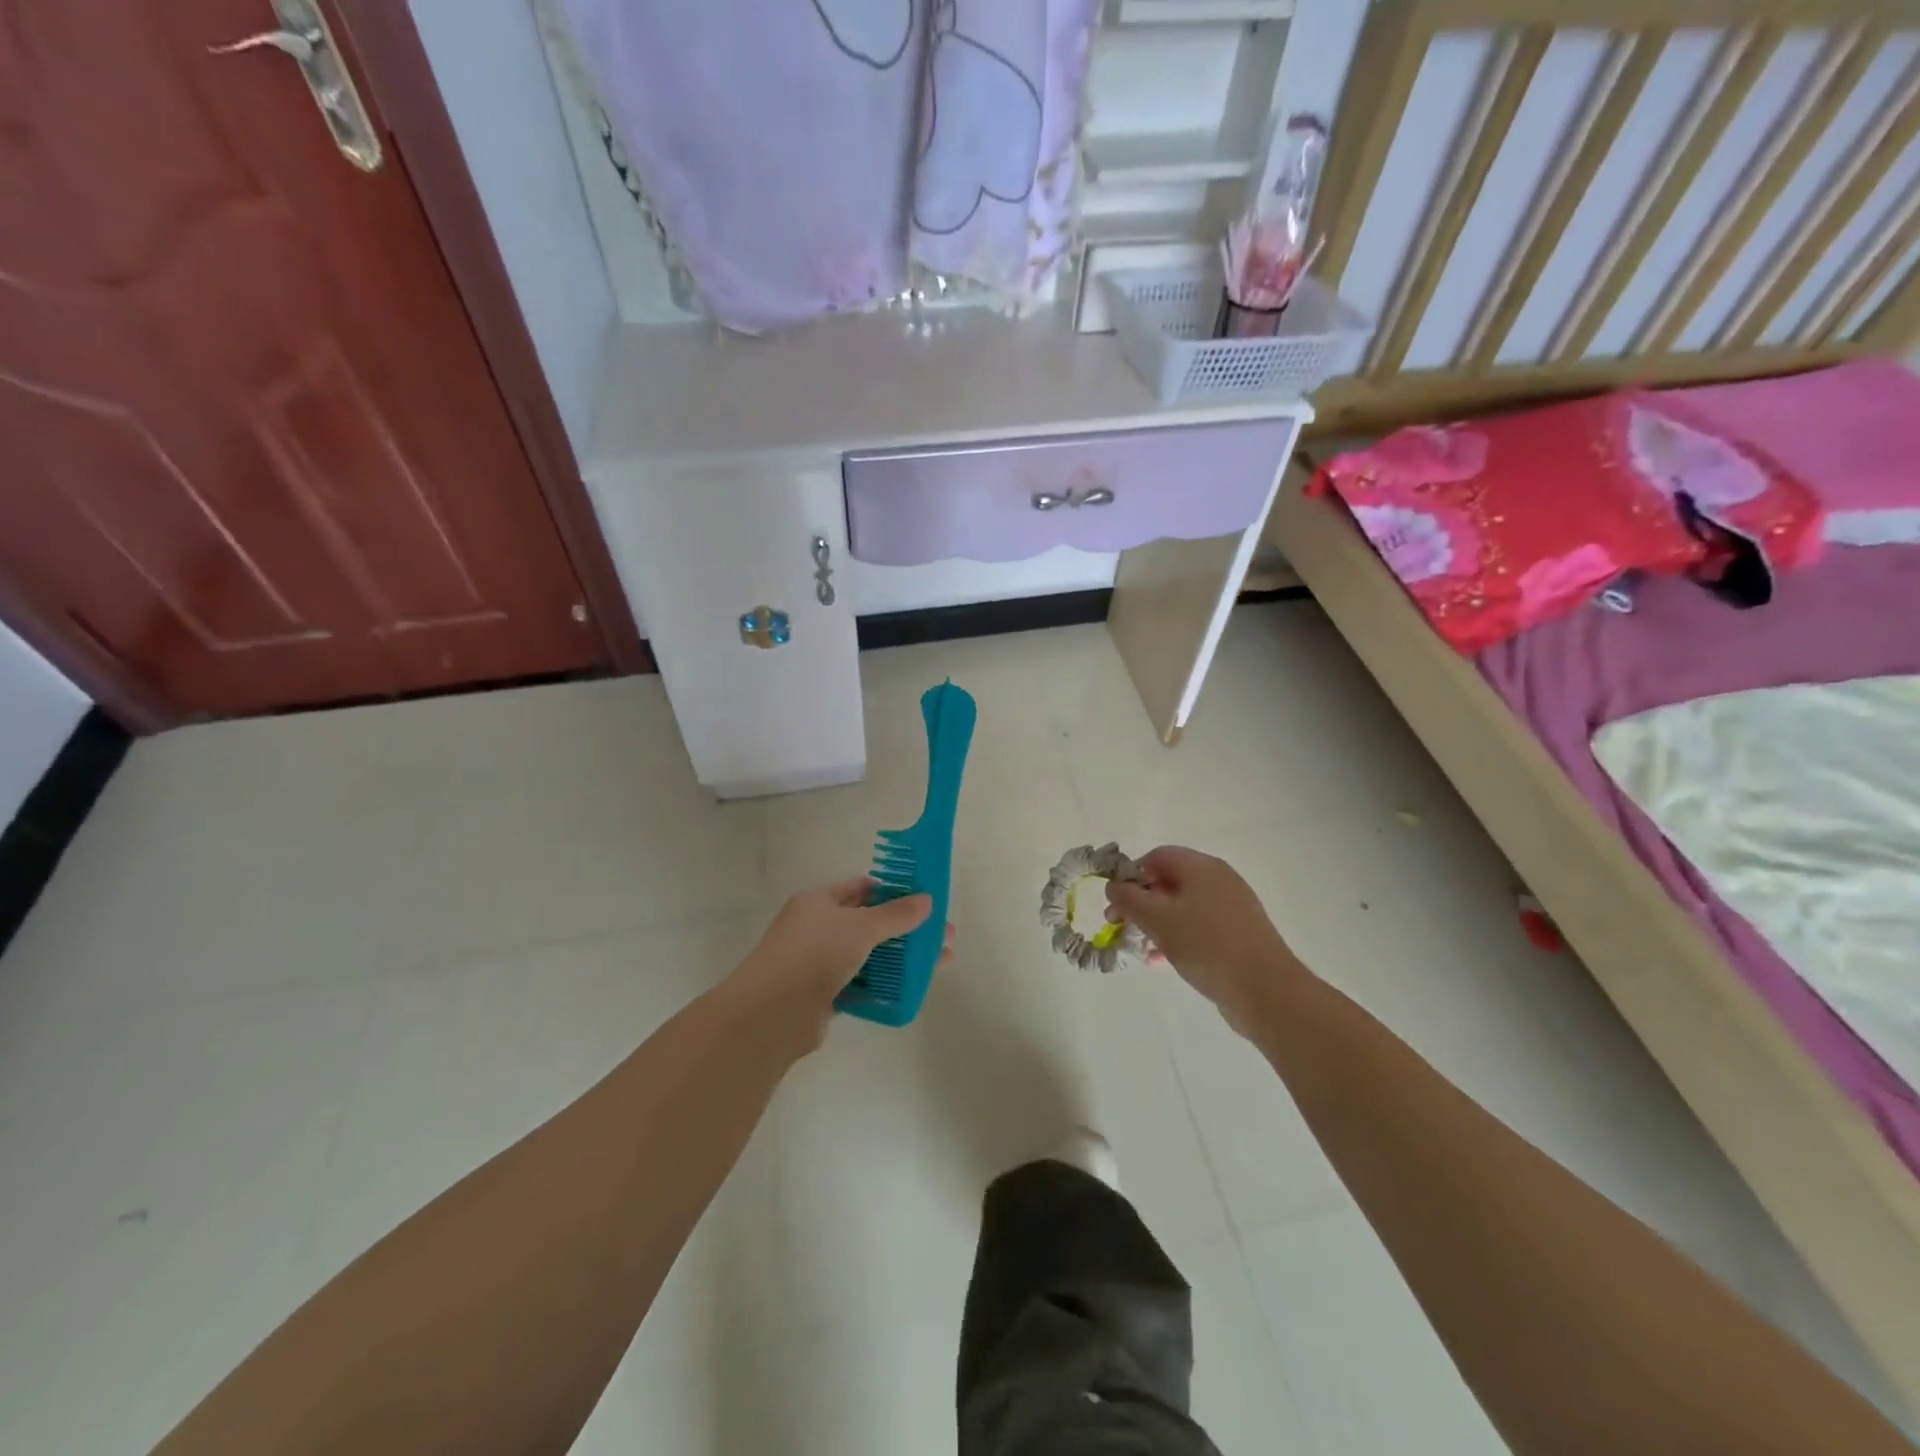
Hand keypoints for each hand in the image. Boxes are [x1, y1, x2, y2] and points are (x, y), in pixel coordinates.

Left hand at [730, 879, 953, 1047]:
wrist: (773, 1013)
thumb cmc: (815, 953)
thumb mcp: (861, 926)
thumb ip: (896, 914)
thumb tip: (927, 900)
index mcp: (818, 902)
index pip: (860, 889)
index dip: (892, 891)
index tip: (924, 900)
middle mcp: (816, 929)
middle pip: (868, 924)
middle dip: (905, 929)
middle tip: (942, 936)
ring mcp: (817, 964)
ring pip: (867, 956)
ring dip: (899, 959)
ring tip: (936, 964)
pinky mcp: (822, 996)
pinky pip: (859, 985)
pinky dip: (882, 986)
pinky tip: (911, 990)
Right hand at [1106, 847, 1300, 1026]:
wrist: (1265, 990)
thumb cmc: (1206, 945)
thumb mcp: (1158, 919)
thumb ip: (1129, 899)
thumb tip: (1114, 886)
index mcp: (1202, 867)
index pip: (1158, 856)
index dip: (1131, 874)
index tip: (1116, 900)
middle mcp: (1219, 881)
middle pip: (1170, 882)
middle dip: (1140, 902)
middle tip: (1118, 924)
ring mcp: (1231, 909)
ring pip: (1183, 908)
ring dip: (1156, 923)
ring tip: (1138, 946)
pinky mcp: (1238, 936)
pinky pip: (1198, 928)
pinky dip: (1176, 938)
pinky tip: (1160, 961)